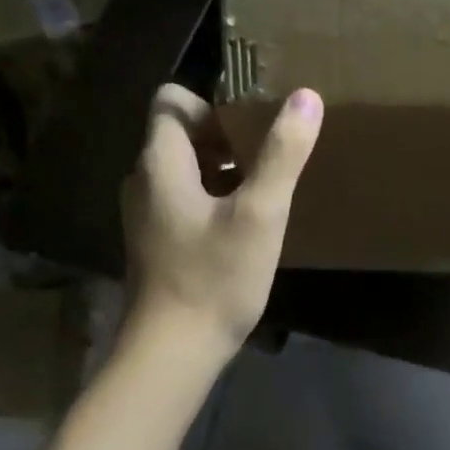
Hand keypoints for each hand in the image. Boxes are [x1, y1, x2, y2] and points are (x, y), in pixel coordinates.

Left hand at [122, 84, 321, 360]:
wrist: (172, 352)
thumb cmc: (215, 277)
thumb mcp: (260, 213)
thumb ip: (282, 154)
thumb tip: (306, 96)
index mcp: (159, 163)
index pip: (172, 100)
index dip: (213, 103)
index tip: (253, 126)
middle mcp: (143, 181)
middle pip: (180, 134)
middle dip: (225, 137)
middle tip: (268, 158)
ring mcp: (145, 214)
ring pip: (184, 169)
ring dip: (222, 170)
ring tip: (263, 190)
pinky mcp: (155, 242)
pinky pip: (183, 199)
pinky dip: (213, 198)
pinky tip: (245, 226)